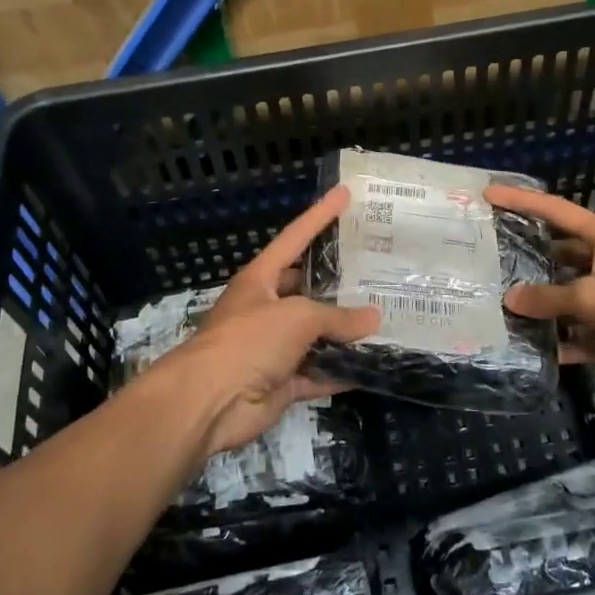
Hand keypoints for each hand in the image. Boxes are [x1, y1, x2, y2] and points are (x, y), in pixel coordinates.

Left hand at [154, 186, 380, 459]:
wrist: (208, 402)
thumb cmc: (248, 341)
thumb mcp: (297, 317)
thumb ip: (337, 316)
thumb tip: (374, 318)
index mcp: (261, 279)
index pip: (295, 237)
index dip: (320, 215)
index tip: (345, 193)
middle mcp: (267, 308)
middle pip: (309, 288)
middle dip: (339, 282)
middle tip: (379, 271)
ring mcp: (274, 346)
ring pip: (317, 334)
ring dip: (345, 332)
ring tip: (386, 318)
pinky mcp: (281, 381)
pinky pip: (318, 373)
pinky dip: (341, 372)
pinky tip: (373, 367)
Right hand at [483, 184, 594, 391]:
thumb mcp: (593, 297)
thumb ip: (550, 298)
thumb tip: (510, 300)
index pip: (555, 212)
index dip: (522, 202)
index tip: (490, 195)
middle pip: (559, 256)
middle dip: (528, 259)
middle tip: (489, 261)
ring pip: (569, 299)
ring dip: (543, 307)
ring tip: (501, 309)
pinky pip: (584, 335)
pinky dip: (565, 343)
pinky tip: (536, 352)